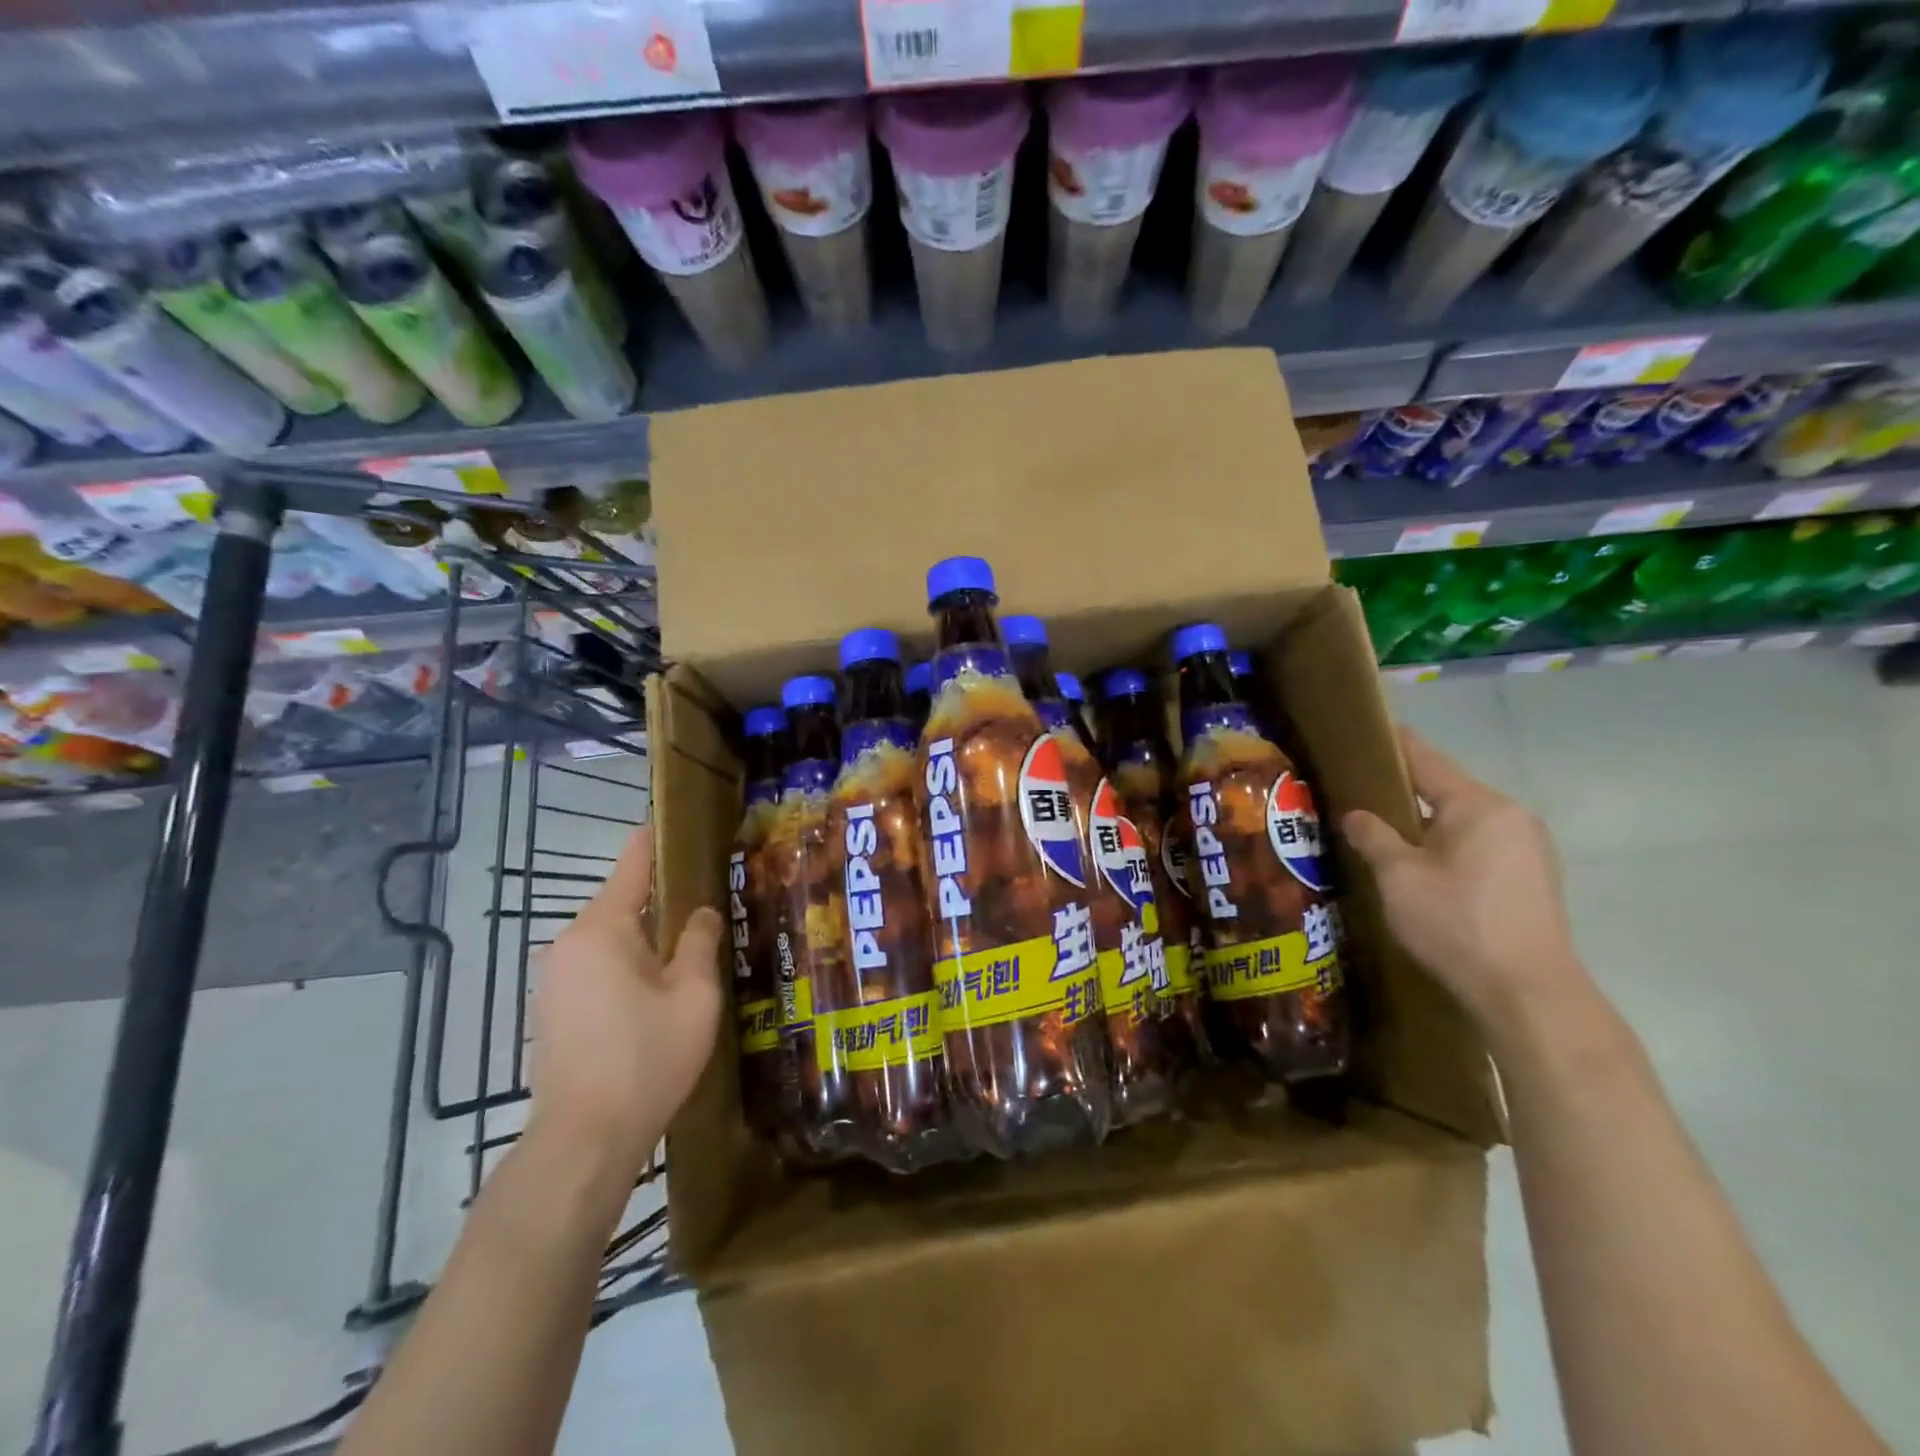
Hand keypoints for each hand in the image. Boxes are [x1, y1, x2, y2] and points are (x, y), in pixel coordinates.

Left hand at [529, 826, 723, 1181]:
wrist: (583, 1139)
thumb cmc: (646, 1057)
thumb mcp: (693, 994)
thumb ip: (699, 942)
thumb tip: (702, 912)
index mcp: (602, 928)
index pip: (632, 865)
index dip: (656, 840)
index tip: (676, 820)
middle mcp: (569, 942)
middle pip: (622, 903)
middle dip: (661, 898)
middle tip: (707, 898)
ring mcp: (555, 978)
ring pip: (610, 938)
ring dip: (645, 937)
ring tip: (689, 945)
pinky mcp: (553, 1009)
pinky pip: (596, 966)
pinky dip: (626, 964)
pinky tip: (655, 989)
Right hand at [1341, 727, 1583, 1035]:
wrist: (1527, 993)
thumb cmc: (1456, 923)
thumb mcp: (1398, 876)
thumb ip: (1373, 836)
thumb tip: (1356, 814)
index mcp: (1479, 805)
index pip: (1426, 758)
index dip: (1393, 743)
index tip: (1366, 729)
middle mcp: (1512, 816)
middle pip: (1447, 790)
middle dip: (1404, 791)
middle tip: (1360, 795)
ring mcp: (1530, 848)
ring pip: (1464, 821)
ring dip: (1427, 824)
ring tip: (1386, 834)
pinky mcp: (1534, 879)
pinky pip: (1482, 845)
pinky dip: (1449, 846)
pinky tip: (1425, 869)